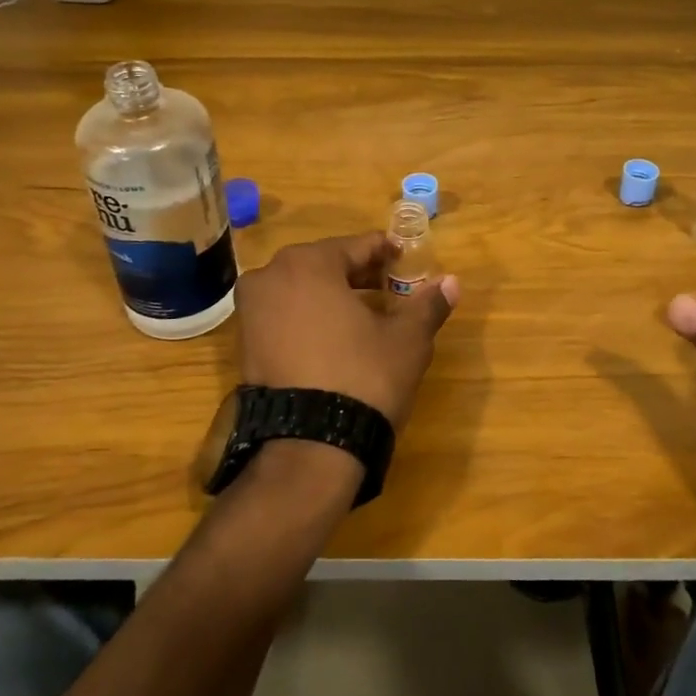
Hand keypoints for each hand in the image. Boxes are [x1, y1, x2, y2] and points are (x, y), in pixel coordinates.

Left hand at [235, 232, 458, 428]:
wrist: (308, 448)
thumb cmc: (362, 377)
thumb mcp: (406, 340)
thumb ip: (428, 304)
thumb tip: (452, 281)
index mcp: (308, 263)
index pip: (358, 246)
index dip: (387, 253)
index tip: (407, 262)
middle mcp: (270, 276)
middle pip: (326, 264)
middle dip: (359, 275)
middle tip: (391, 289)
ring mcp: (251, 311)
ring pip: (302, 289)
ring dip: (333, 296)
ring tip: (367, 315)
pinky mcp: (244, 344)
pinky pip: (284, 315)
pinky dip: (310, 318)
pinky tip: (336, 339)